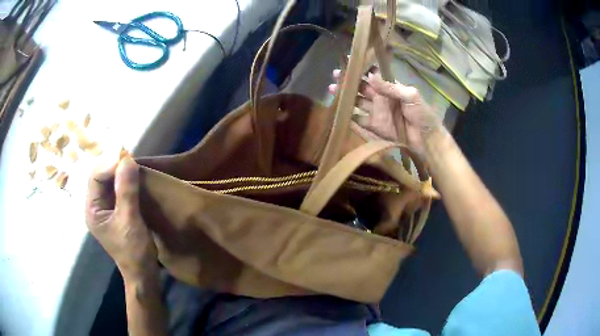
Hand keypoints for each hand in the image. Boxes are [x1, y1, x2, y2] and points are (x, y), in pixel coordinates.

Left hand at [86, 156, 157, 280]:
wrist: (143, 274)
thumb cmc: (134, 252)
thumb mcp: (130, 221)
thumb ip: (127, 190)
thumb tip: (127, 159)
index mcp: (92, 209)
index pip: (95, 177)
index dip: (110, 165)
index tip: (129, 160)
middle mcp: (95, 206)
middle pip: (100, 176)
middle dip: (115, 167)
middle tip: (133, 162)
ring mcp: (105, 209)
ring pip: (109, 181)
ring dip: (122, 173)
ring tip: (136, 168)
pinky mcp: (116, 211)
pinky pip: (118, 190)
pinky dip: (126, 182)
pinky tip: (136, 180)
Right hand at [329, 67, 442, 155]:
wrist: (426, 140)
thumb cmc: (422, 114)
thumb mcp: (410, 95)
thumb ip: (391, 87)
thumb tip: (370, 76)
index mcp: (390, 88)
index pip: (373, 76)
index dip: (361, 70)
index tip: (348, 62)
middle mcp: (381, 98)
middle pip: (361, 88)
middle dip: (348, 82)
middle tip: (335, 76)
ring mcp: (377, 113)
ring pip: (357, 102)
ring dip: (345, 97)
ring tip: (332, 90)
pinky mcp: (374, 127)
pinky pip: (359, 121)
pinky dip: (349, 117)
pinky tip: (338, 112)